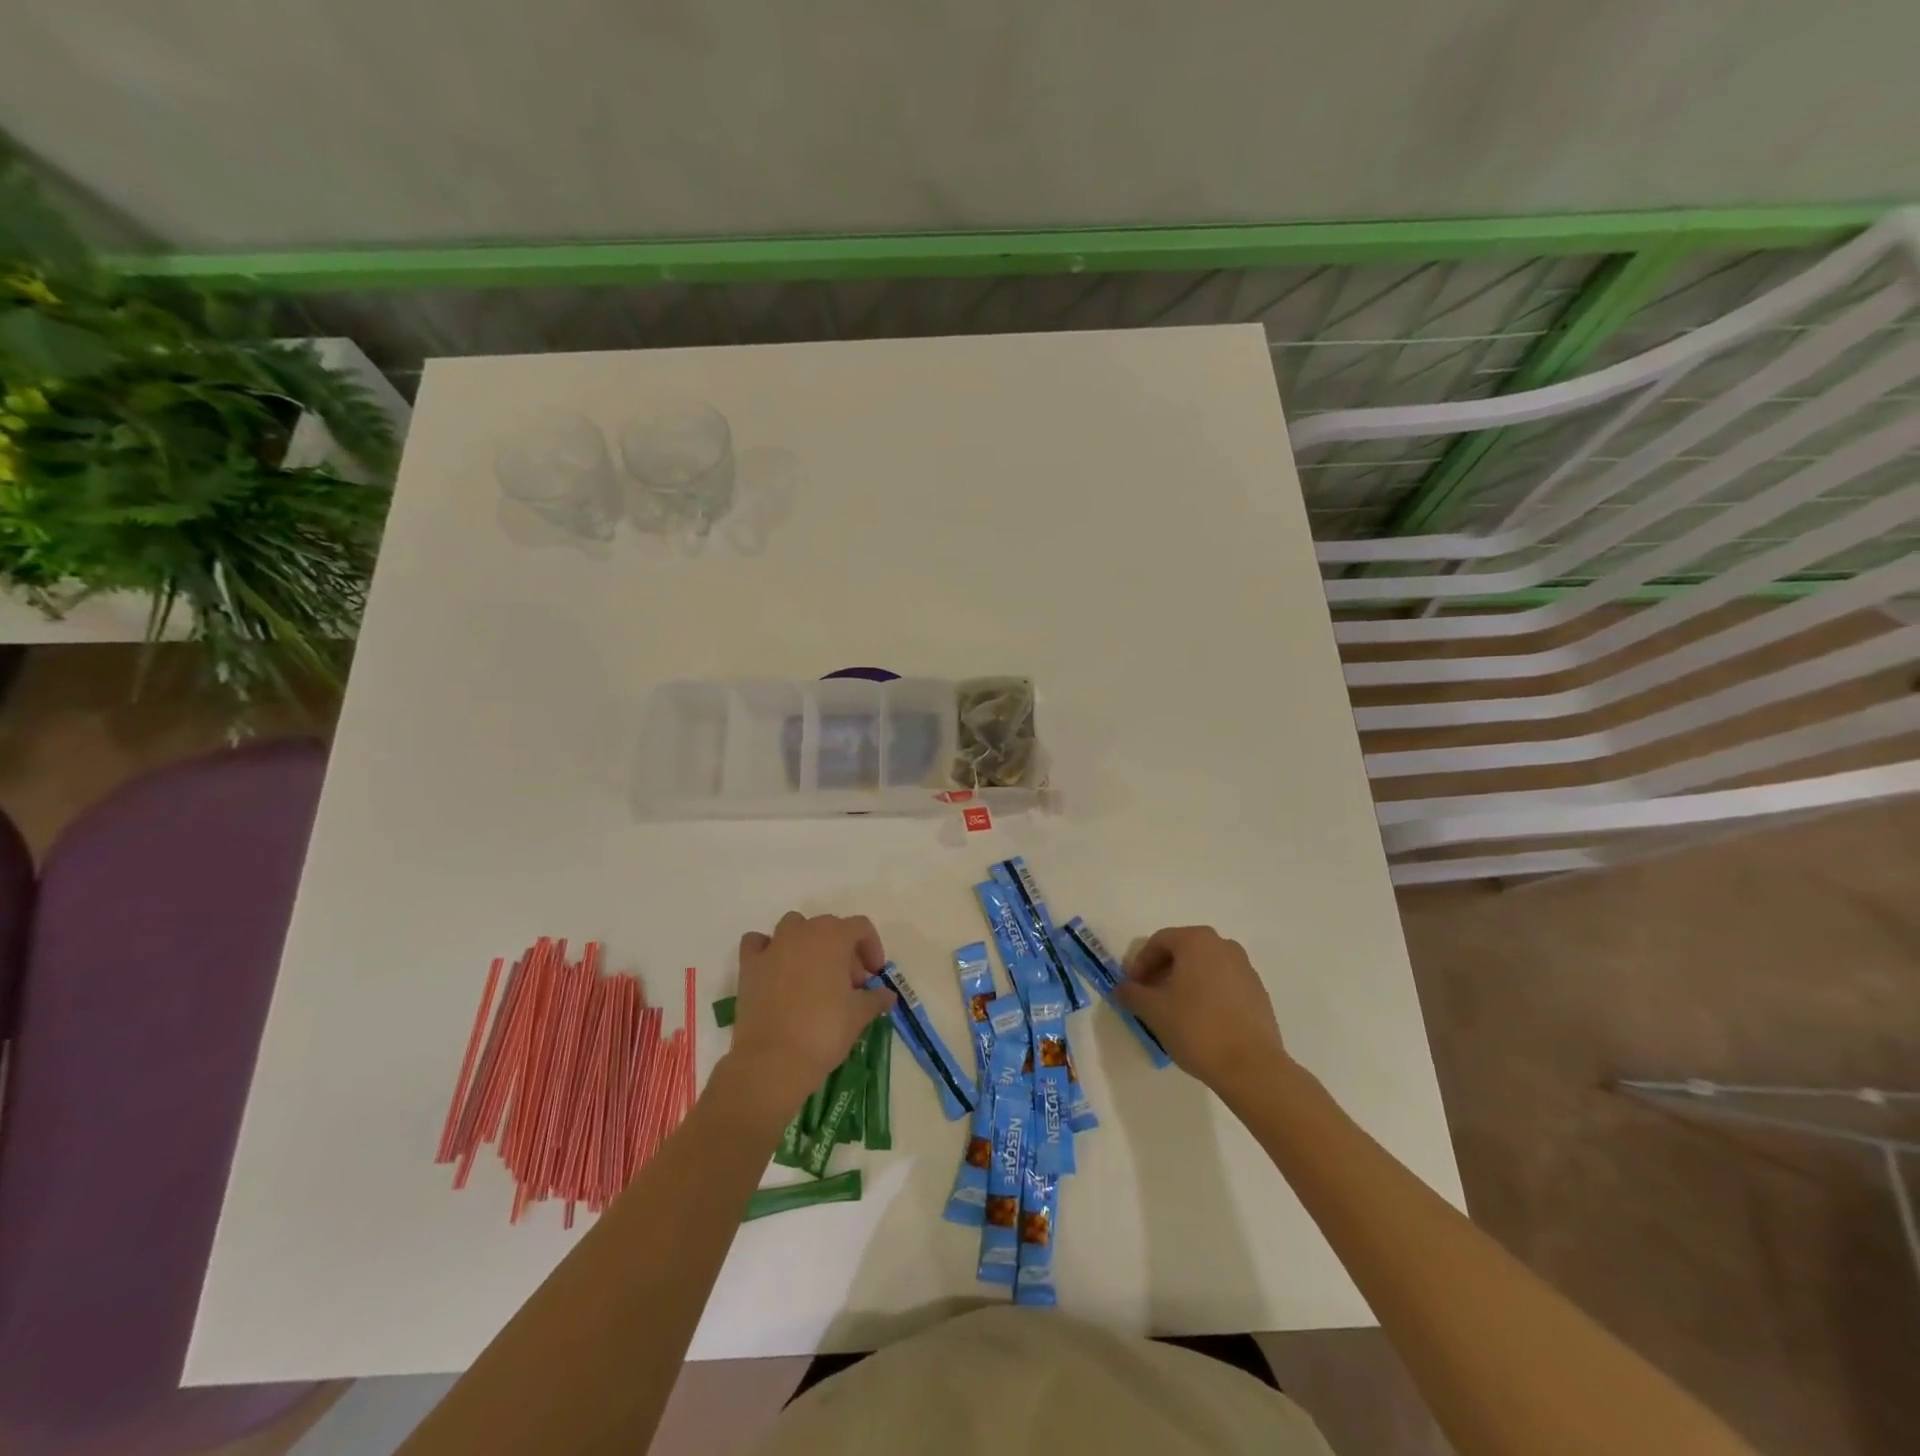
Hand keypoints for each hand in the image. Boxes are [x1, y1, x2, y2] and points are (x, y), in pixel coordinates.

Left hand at [723, 912, 894, 1119]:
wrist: (773, 1061)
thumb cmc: (824, 1031)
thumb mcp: (859, 1015)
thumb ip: (876, 998)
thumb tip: (887, 995)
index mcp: (833, 936)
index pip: (860, 927)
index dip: (872, 948)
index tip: (873, 977)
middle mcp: (802, 932)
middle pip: (829, 927)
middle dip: (843, 951)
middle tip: (850, 986)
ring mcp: (773, 946)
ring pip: (794, 928)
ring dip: (808, 944)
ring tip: (814, 977)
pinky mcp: (749, 966)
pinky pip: (758, 943)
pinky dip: (768, 949)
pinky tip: (776, 970)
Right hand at [1115, 926, 1287, 1090]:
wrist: (1252, 1067)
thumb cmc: (1196, 1029)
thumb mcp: (1153, 1011)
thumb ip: (1132, 994)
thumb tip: (1121, 988)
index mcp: (1197, 941)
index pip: (1159, 942)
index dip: (1140, 963)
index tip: (1131, 987)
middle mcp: (1224, 946)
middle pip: (1183, 951)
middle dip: (1162, 971)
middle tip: (1149, 996)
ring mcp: (1245, 968)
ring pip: (1204, 967)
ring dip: (1184, 982)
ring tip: (1173, 1010)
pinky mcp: (1258, 992)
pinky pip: (1223, 983)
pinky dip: (1206, 993)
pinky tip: (1200, 1020)